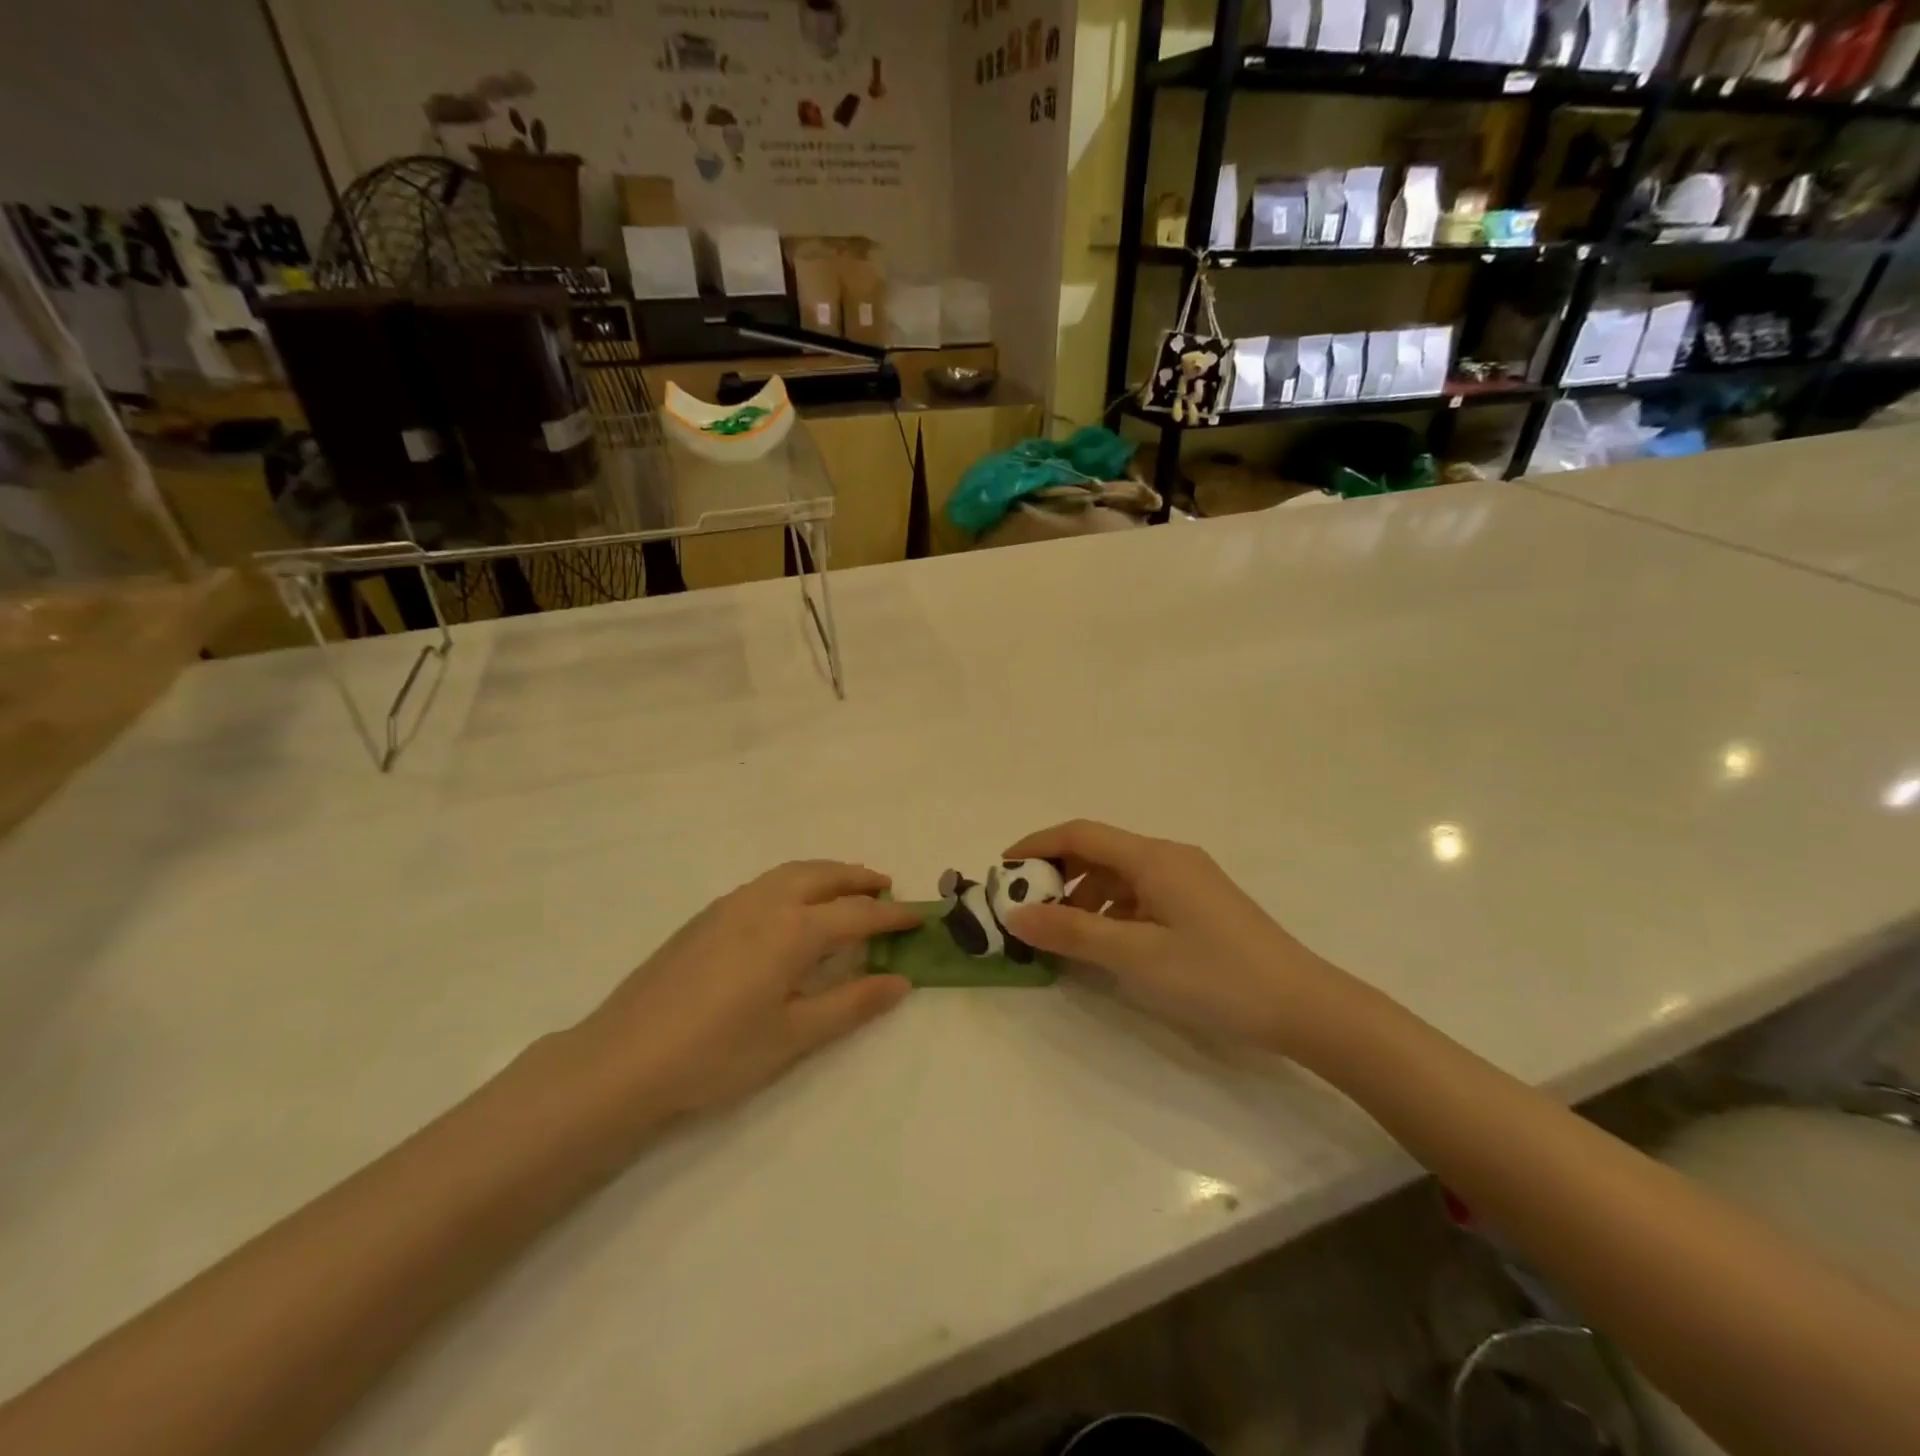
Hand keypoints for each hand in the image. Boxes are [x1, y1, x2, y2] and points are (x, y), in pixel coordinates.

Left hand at [572, 861, 918, 1119]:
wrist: (623, 1061)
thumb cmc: (718, 1054)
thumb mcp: (794, 1036)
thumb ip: (852, 1004)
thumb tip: (901, 981)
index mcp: (793, 930)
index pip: (857, 914)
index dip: (892, 915)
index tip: (919, 916)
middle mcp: (765, 903)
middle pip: (823, 876)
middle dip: (858, 878)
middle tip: (886, 887)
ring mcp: (730, 905)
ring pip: (790, 873)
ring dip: (826, 874)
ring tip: (846, 888)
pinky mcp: (705, 917)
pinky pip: (765, 883)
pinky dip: (794, 881)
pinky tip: (791, 908)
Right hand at [1001, 821, 1350, 1054]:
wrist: (1304, 1005)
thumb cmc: (1216, 975)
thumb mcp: (1136, 955)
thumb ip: (1073, 932)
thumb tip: (1017, 913)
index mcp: (1154, 857)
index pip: (1080, 834)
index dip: (1036, 845)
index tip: (1003, 869)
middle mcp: (1169, 857)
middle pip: (1099, 850)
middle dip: (1057, 872)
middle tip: (1026, 906)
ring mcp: (1188, 879)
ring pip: (1119, 874)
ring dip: (1083, 894)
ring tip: (1060, 931)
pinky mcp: (1199, 903)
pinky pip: (1141, 893)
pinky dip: (1111, 909)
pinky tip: (1104, 942)